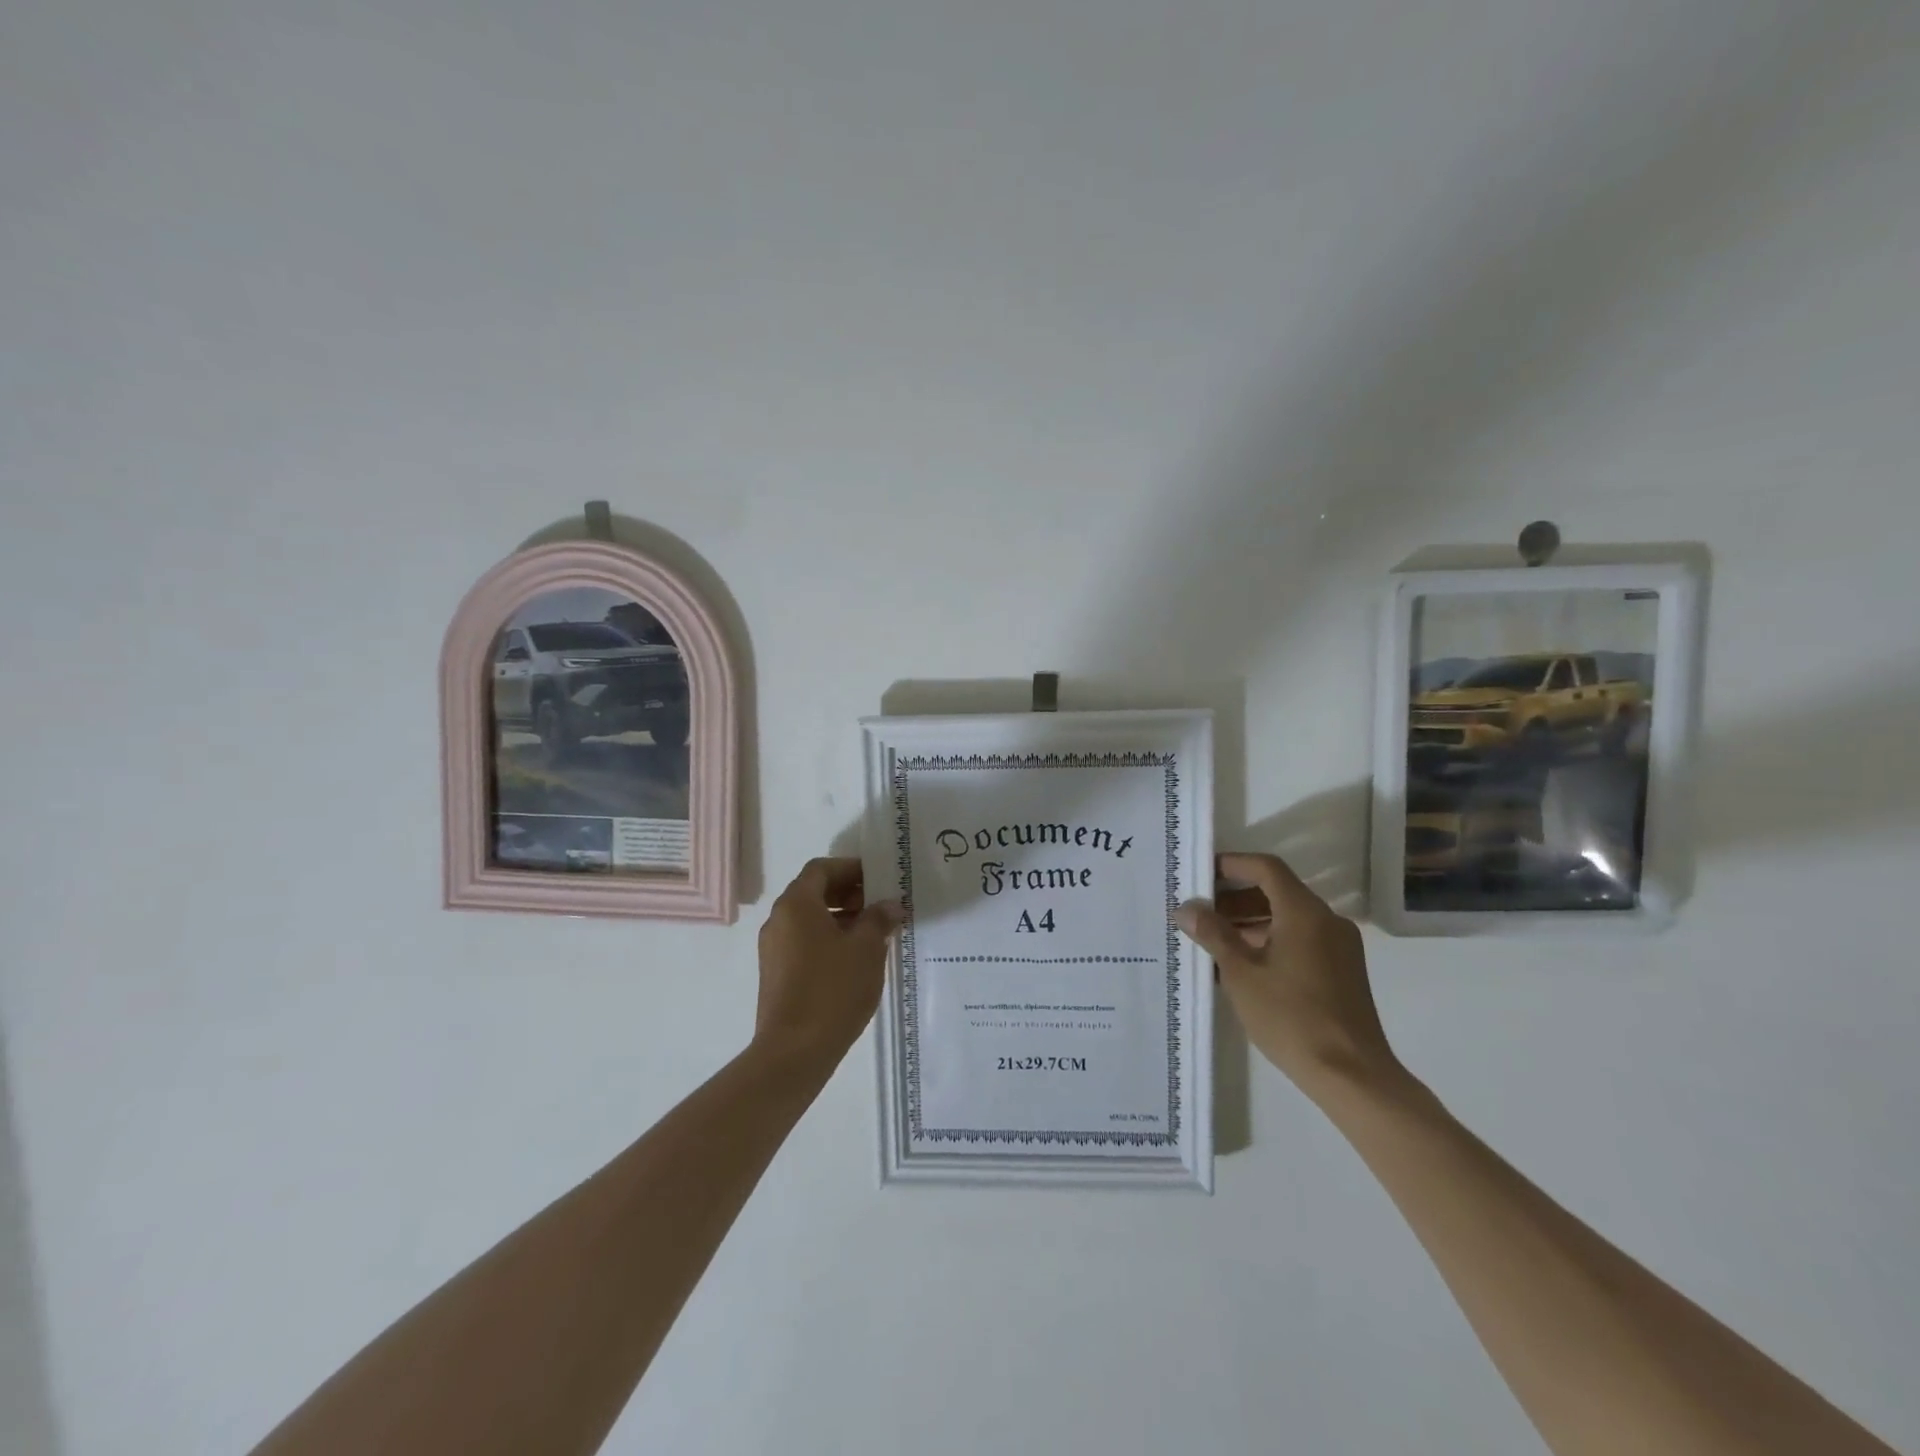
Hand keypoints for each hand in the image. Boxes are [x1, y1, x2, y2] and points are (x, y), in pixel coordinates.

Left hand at [753, 858, 905, 1068]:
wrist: (794, 1051)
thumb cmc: (832, 989)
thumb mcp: (866, 949)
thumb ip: (879, 920)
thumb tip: (889, 905)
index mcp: (796, 904)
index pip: (821, 869)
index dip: (850, 868)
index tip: (877, 878)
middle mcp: (778, 920)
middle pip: (813, 892)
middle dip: (847, 893)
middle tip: (879, 904)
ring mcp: (773, 949)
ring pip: (809, 919)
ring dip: (840, 917)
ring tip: (873, 932)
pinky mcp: (776, 974)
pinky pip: (803, 941)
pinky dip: (828, 939)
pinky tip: (854, 958)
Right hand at [1176, 853, 1403, 1106]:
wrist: (1352, 1075)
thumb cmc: (1291, 1017)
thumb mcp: (1241, 974)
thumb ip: (1213, 934)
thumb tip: (1186, 908)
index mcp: (1304, 912)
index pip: (1266, 868)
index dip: (1232, 864)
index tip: (1201, 873)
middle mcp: (1326, 920)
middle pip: (1277, 891)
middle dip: (1235, 897)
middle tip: (1199, 911)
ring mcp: (1339, 947)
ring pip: (1288, 918)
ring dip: (1250, 921)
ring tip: (1213, 940)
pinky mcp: (1342, 971)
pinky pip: (1301, 939)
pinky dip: (1270, 940)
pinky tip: (1242, 965)